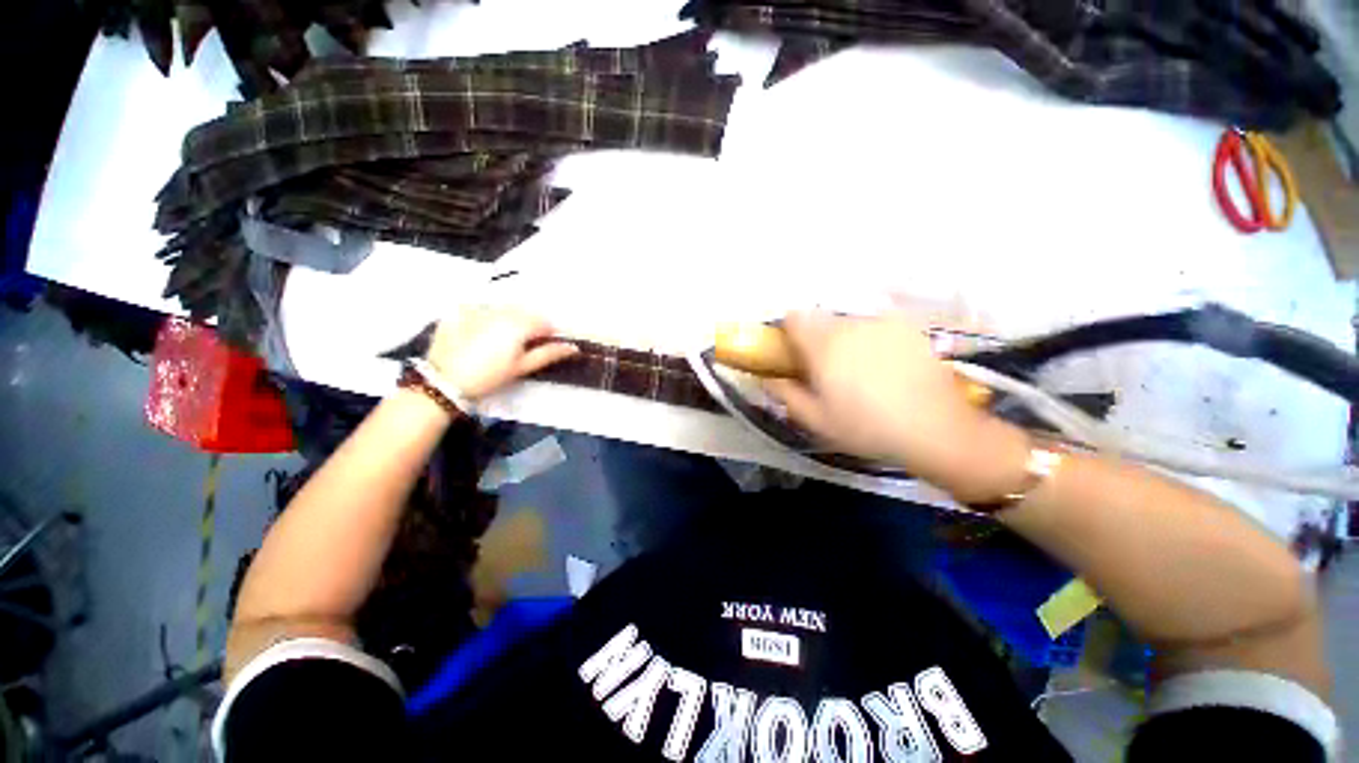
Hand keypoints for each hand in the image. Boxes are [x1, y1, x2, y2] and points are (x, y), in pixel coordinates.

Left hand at [426, 306, 578, 399]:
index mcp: (519, 323)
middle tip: (522, 346)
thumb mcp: (521, 367)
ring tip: (500, 341)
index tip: (544, 346)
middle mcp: (500, 310)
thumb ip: (548, 354)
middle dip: (529, 325)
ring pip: (504, 309)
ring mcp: (478, 308)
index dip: (548, 334)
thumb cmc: (489, 376)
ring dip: (509, 320)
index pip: (544, 322)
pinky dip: (486, 317)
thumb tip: (573, 347)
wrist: (444, 381)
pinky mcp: (459, 311)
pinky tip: (480, 334)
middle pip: (525, 312)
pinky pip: (481, 308)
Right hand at [766, 312, 1028, 500]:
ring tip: (861, 371)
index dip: (789, 333)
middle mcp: (851, 325)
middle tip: (827, 370)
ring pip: (849, 323)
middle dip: (817, 339)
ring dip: (845, 339)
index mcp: (824, 345)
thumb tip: (765, 377)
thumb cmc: (866, 427)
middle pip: (821, 320)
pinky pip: (876, 326)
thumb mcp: (815, 419)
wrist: (936, 430)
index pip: (794, 318)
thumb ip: (785, 394)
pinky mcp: (908, 328)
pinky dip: (872, 339)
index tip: (794, 354)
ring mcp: (882, 323)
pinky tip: (886, 366)